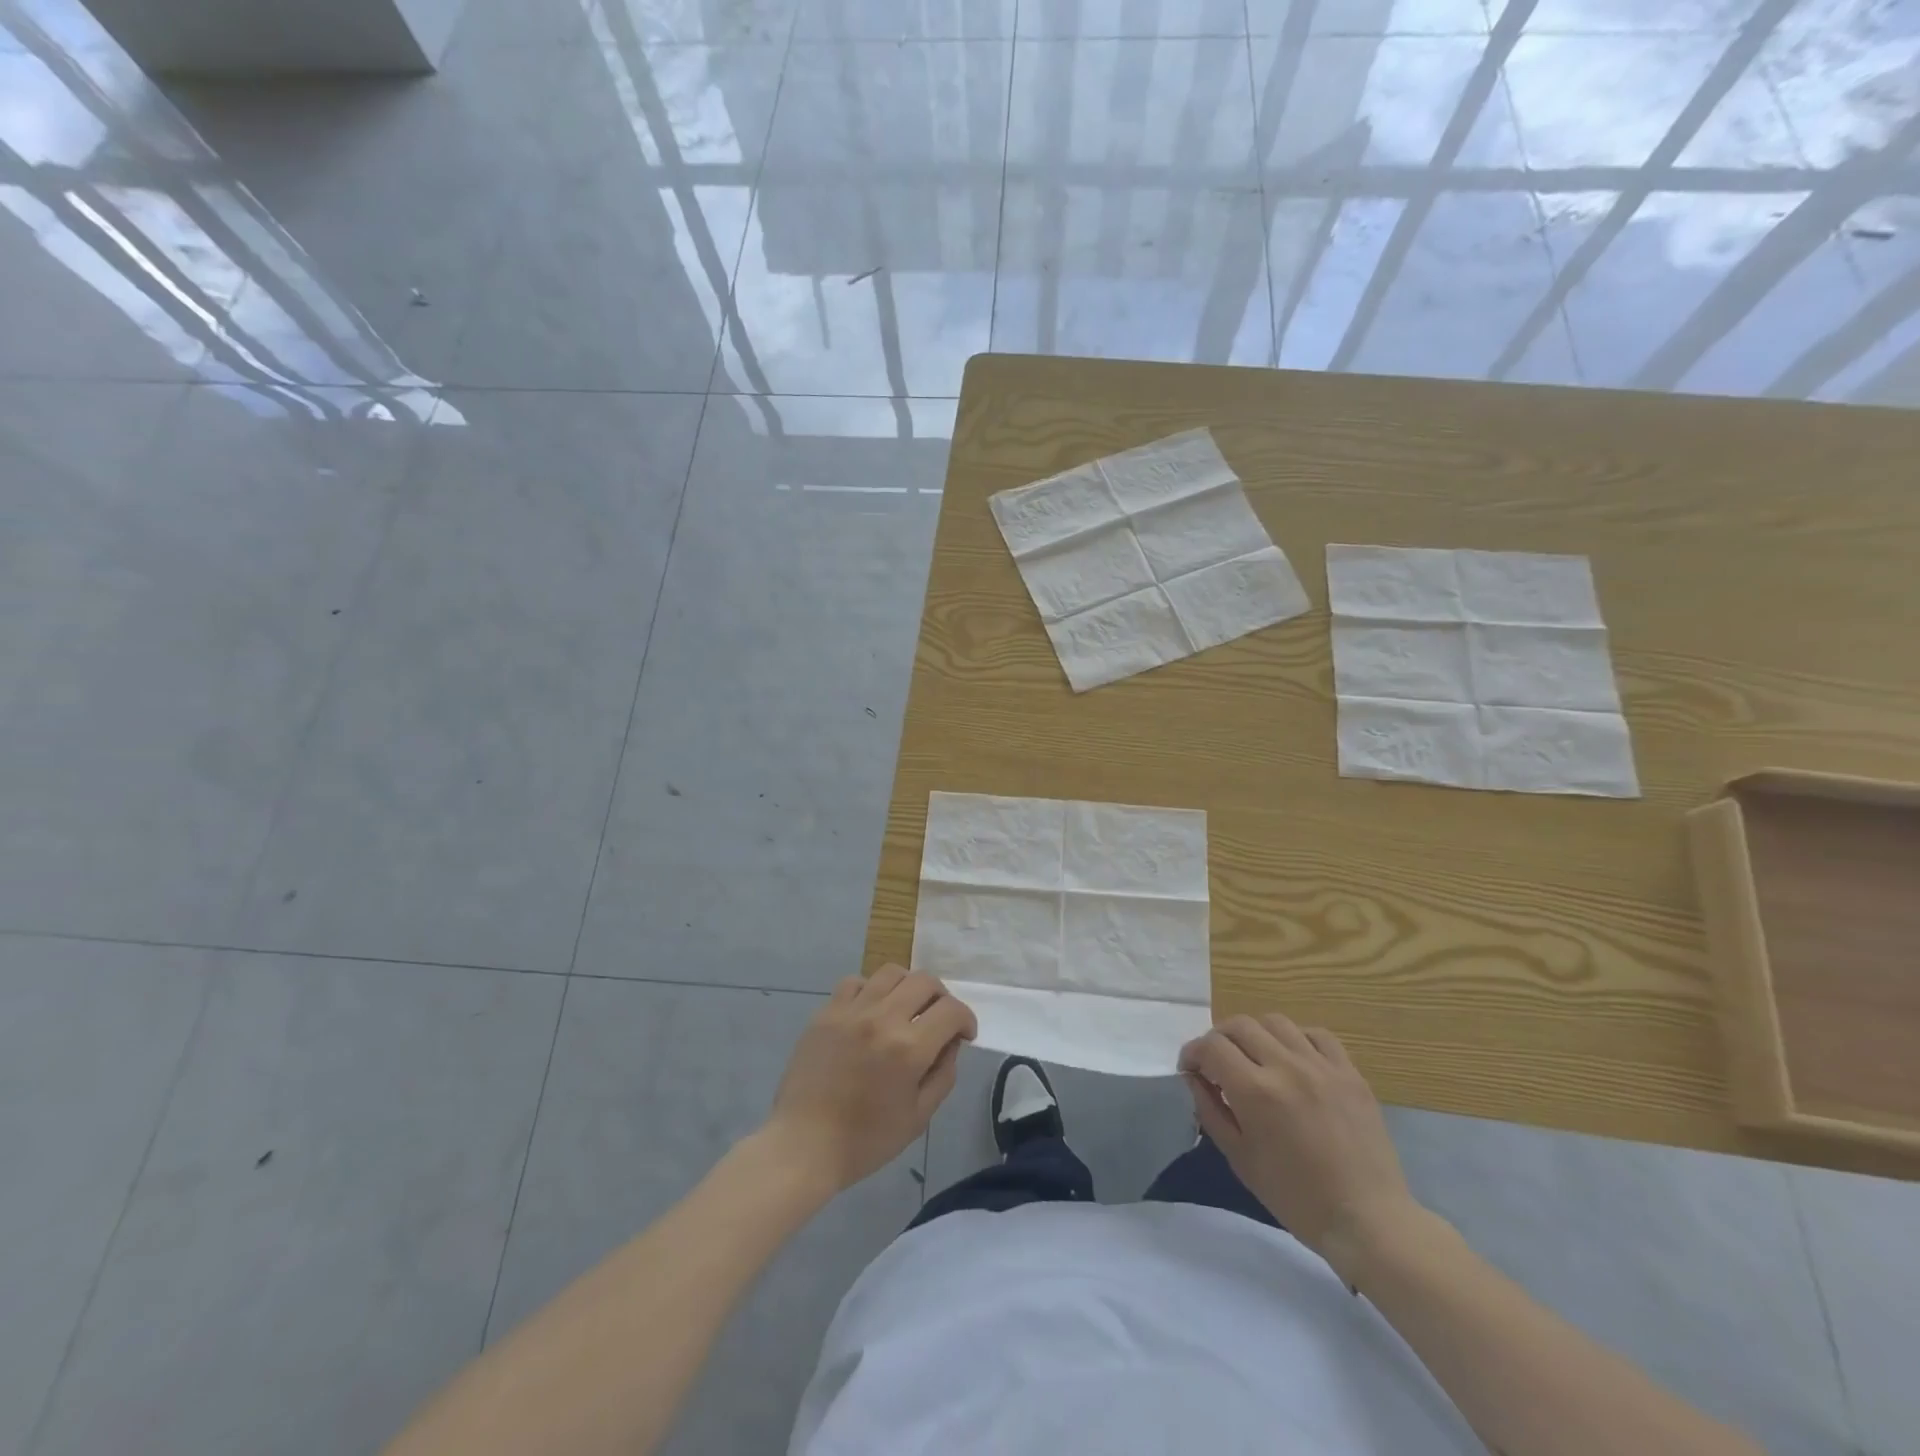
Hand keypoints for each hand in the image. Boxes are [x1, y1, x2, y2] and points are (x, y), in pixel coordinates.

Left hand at [763, 965, 975, 1193]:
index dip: (966, 1019)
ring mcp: (851, 1011)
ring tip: (905, 1009)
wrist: (803, 1145)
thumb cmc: (866, 1140)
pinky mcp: (826, 1012)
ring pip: (891, 973)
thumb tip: (951, 1042)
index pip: (951, 1010)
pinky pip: (856, 982)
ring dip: (908, 987)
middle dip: (941, 998)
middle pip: (924, 981)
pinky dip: (871, 990)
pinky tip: (871, 1011)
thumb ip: (943, 1074)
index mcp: (909, 1048)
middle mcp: (882, 1019)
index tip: (964, 1035)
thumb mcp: (919, 1117)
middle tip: (938, 1020)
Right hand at [1179, 1013, 1420, 1270]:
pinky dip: (1296, 1038)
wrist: (1367, 1219)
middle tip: (1218, 1062)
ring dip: (1255, 1034)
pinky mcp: (1350, 1072)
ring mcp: (1322, 1066)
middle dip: (1219, 1039)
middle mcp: (1286, 1067)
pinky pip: (1316, 1034)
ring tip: (1255, 1057)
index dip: (1193, 1053)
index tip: (1190, 1069)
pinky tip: (1294, 1059)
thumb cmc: (1296, 1197)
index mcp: (1255, 1092)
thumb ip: (1210, 1111)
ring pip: (1275, 1022)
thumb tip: (1194, 1078)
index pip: (1211, 1046)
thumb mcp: (1240, 1159)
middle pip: (1239, 1025)